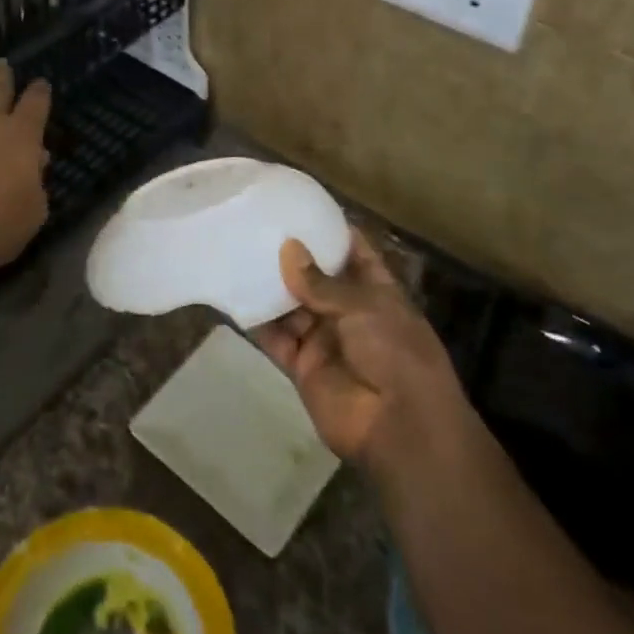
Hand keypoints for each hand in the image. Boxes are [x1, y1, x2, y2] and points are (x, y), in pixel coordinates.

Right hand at [255, 229, 474, 472]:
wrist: (400, 427)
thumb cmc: (396, 353)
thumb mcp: (365, 307)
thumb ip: (322, 282)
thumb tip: (288, 248)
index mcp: (377, 292)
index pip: (353, 252)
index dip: (330, 231)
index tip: (300, 206)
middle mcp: (348, 312)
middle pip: (315, 278)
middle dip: (291, 256)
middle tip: (256, 226)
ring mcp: (324, 339)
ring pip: (291, 306)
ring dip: (269, 285)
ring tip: (237, 253)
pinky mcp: (302, 365)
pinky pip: (276, 338)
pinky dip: (257, 322)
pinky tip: (233, 296)